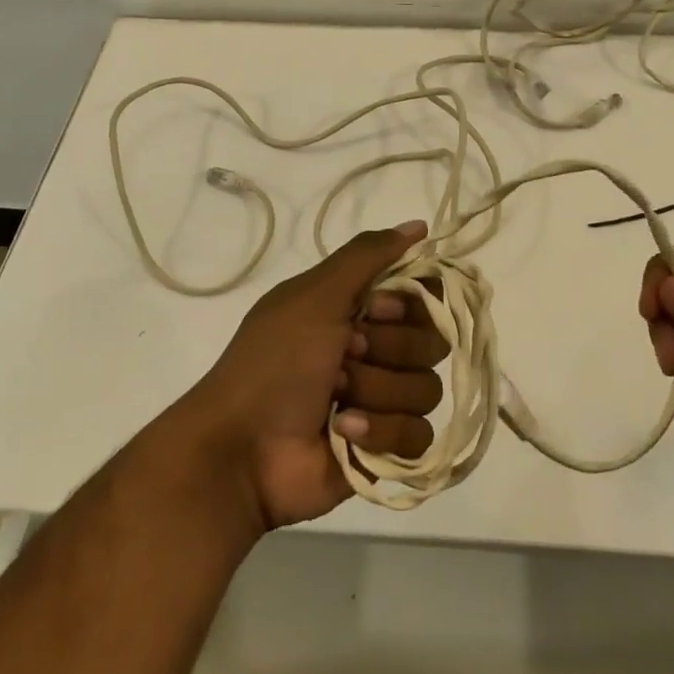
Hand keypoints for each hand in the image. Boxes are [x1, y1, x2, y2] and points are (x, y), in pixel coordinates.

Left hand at [184, 221, 447, 528]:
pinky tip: (344, 432)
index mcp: (358, 310)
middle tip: (344, 354)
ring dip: (376, 391)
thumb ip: (368, 255)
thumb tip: (419, 224)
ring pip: (427, 388)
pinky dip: (380, 432)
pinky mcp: (387, 449)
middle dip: (387, 350)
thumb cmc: (276, 361)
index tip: (373, 309)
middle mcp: (376, 350)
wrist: (241, 448)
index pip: (424, 295)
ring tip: (336, 399)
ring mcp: (383, 401)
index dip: (408, 303)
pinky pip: (419, 436)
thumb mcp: (316, 295)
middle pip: (431, 341)